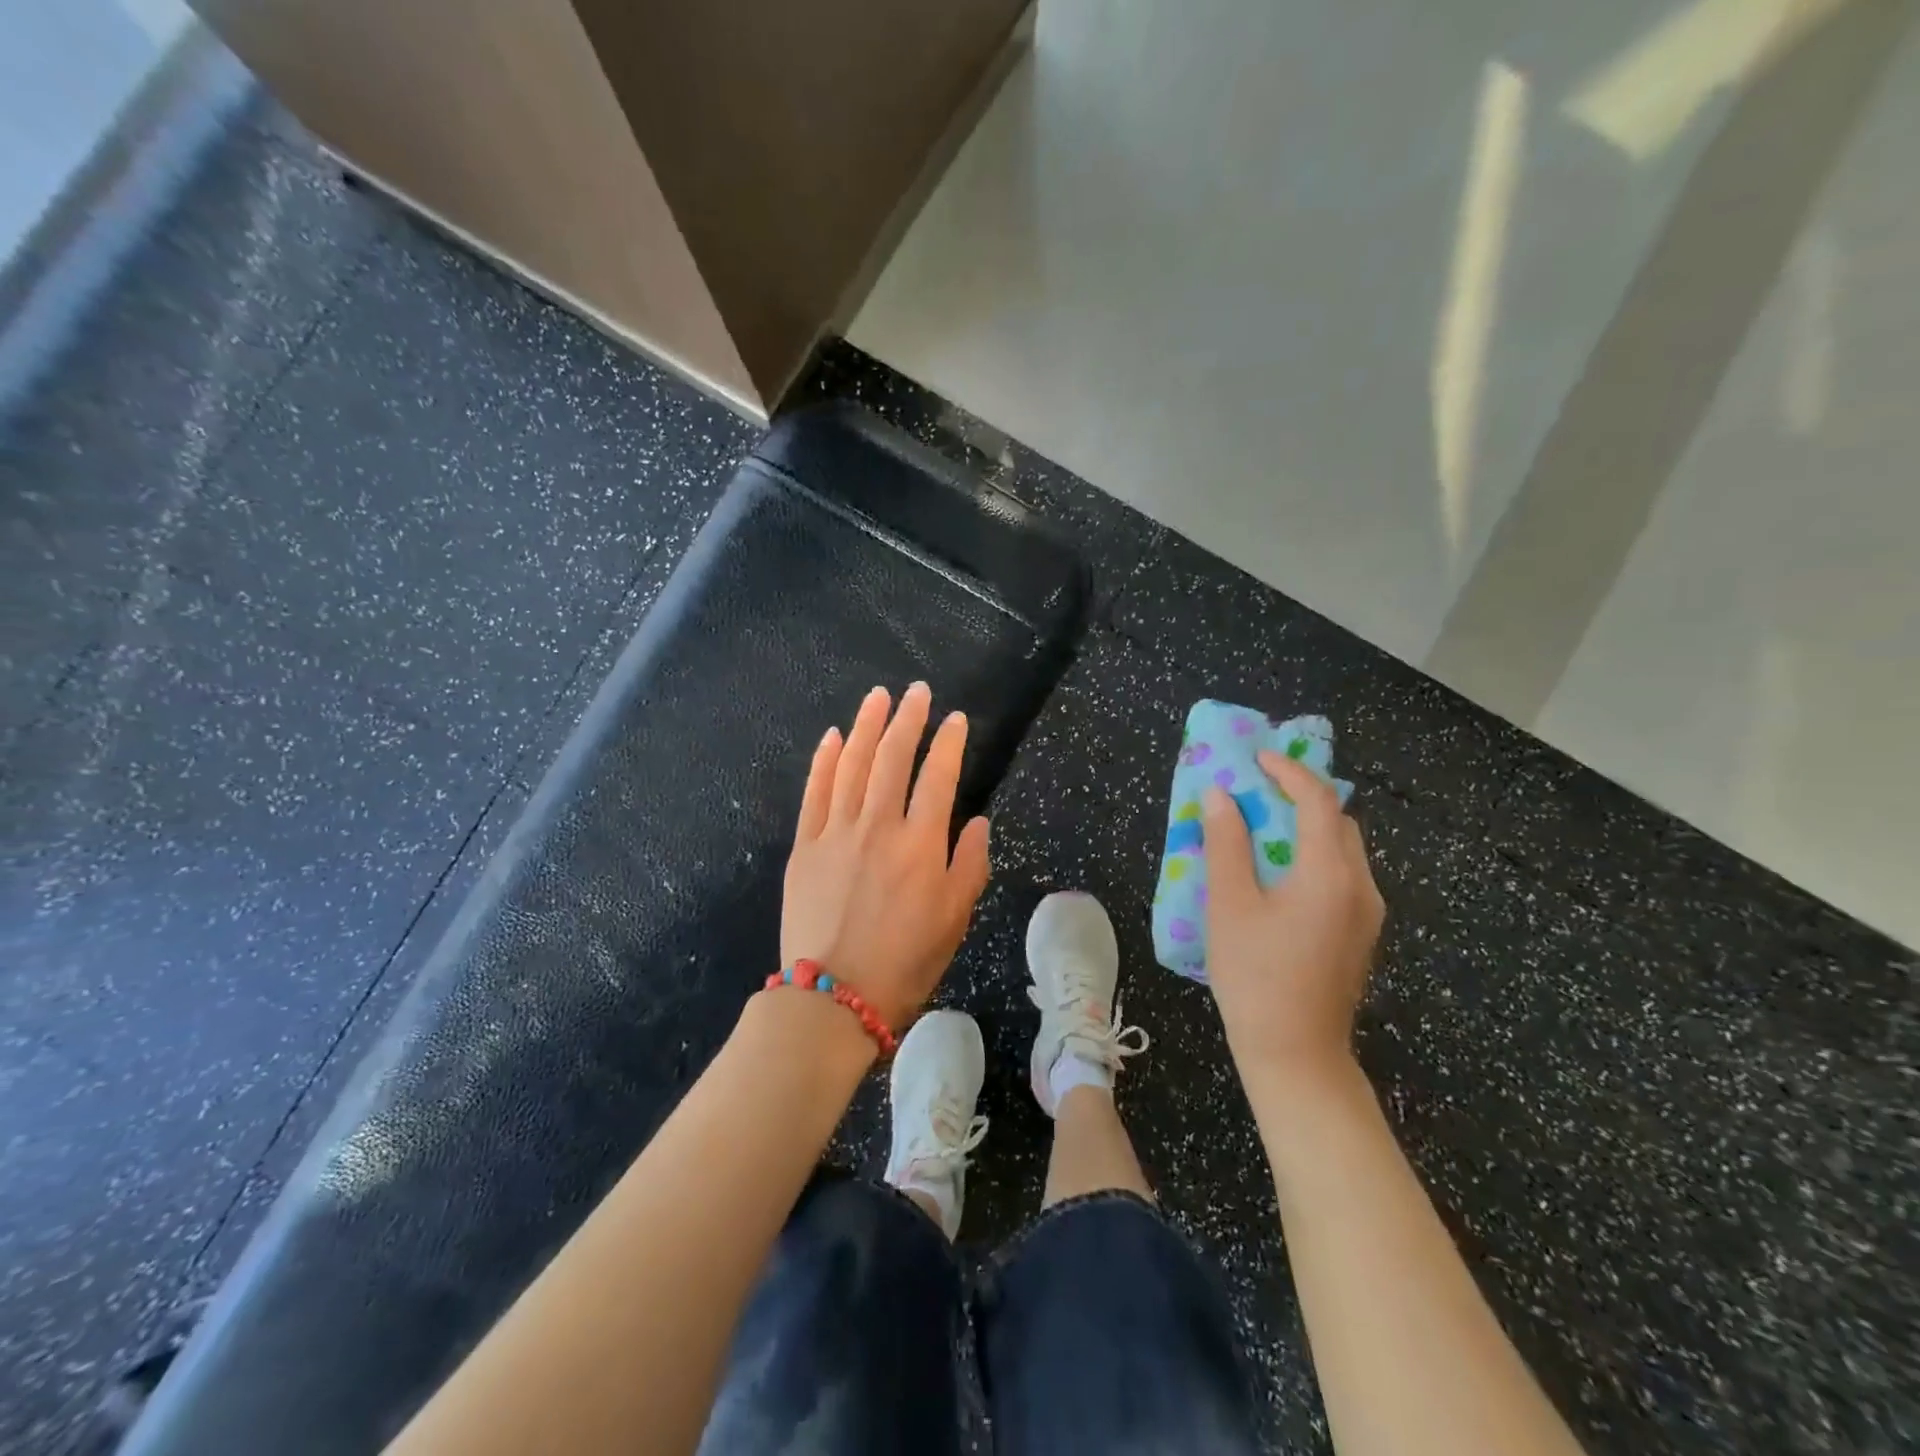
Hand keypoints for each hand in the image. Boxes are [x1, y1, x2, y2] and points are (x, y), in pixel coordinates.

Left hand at [781, 683, 991, 1029]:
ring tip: (877, 697)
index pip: (938, 777)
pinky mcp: (805, 845)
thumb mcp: (955, 919)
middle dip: (907, 719)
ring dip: (865, 726)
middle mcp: (878, 826)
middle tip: (916, 691)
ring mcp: (836, 832)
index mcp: (920, 844)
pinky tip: (831, 737)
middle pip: (892, 758)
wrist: (833, 997)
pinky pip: (814, 792)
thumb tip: (975, 822)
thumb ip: (970, 864)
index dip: (949, 743)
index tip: (956, 719)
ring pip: (851, 764)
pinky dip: (823, 761)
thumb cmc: (905, 962)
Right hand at [1201, 750, 1383, 1089]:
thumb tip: (1219, 795)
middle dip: (1299, 796)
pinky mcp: (1360, 934)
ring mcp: (1367, 913)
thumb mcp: (1229, 905)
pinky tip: (1277, 873)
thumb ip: (1226, 844)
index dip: (1287, 771)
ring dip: (1306, 827)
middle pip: (1338, 821)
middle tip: (1255, 791)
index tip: (1255, 758)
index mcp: (1330, 874)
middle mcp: (1360, 886)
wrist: (1295, 1054)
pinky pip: (1341, 875)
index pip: (1317, 801)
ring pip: (1343, 849)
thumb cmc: (1255, 976)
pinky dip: (1312, 855)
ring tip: (1261, 827)